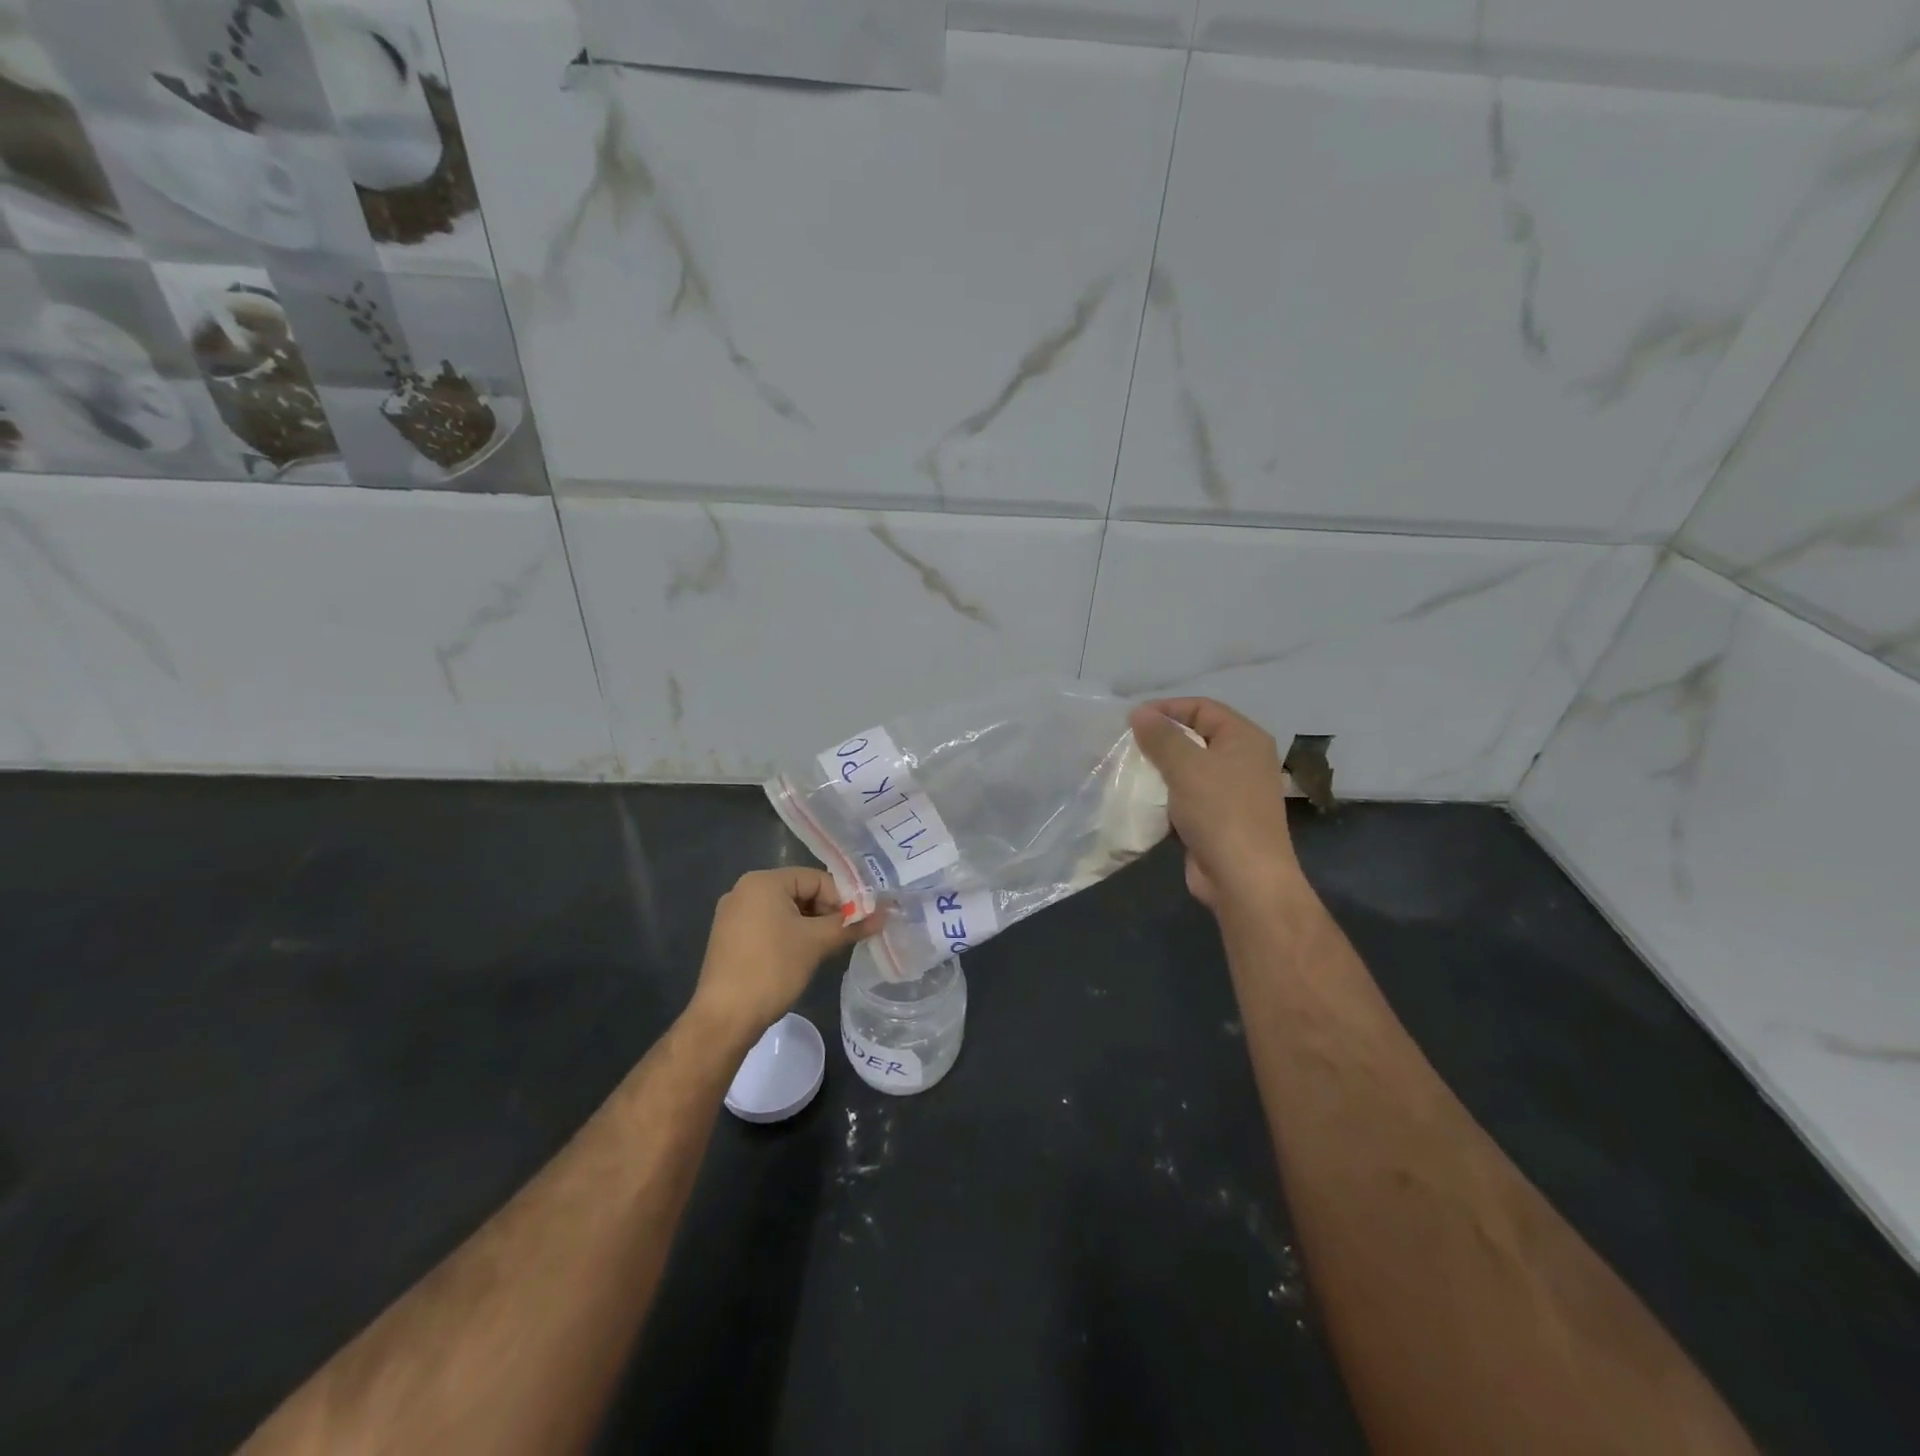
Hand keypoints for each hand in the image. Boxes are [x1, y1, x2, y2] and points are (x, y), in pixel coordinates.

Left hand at [689, 867, 878, 1040]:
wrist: (725, 1018)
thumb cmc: (772, 969)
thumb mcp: (816, 943)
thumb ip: (850, 925)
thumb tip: (884, 914)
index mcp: (763, 881)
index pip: (816, 879)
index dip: (842, 899)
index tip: (859, 923)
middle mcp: (744, 890)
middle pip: (800, 891)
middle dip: (826, 912)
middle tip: (846, 936)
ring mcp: (733, 914)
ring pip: (786, 910)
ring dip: (811, 926)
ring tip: (827, 948)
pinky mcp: (730, 937)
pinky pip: (769, 925)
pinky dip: (790, 935)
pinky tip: (802, 956)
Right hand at [1129, 697, 1299, 912]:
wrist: (1244, 879)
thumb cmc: (1220, 812)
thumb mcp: (1186, 766)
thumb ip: (1161, 736)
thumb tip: (1139, 712)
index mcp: (1244, 738)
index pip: (1202, 707)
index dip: (1167, 708)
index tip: (1131, 721)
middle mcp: (1242, 760)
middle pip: (1195, 737)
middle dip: (1160, 740)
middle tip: (1126, 746)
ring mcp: (1231, 792)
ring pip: (1188, 770)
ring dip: (1159, 770)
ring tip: (1127, 771)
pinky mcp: (1217, 820)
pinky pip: (1186, 797)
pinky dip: (1164, 796)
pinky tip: (1140, 801)